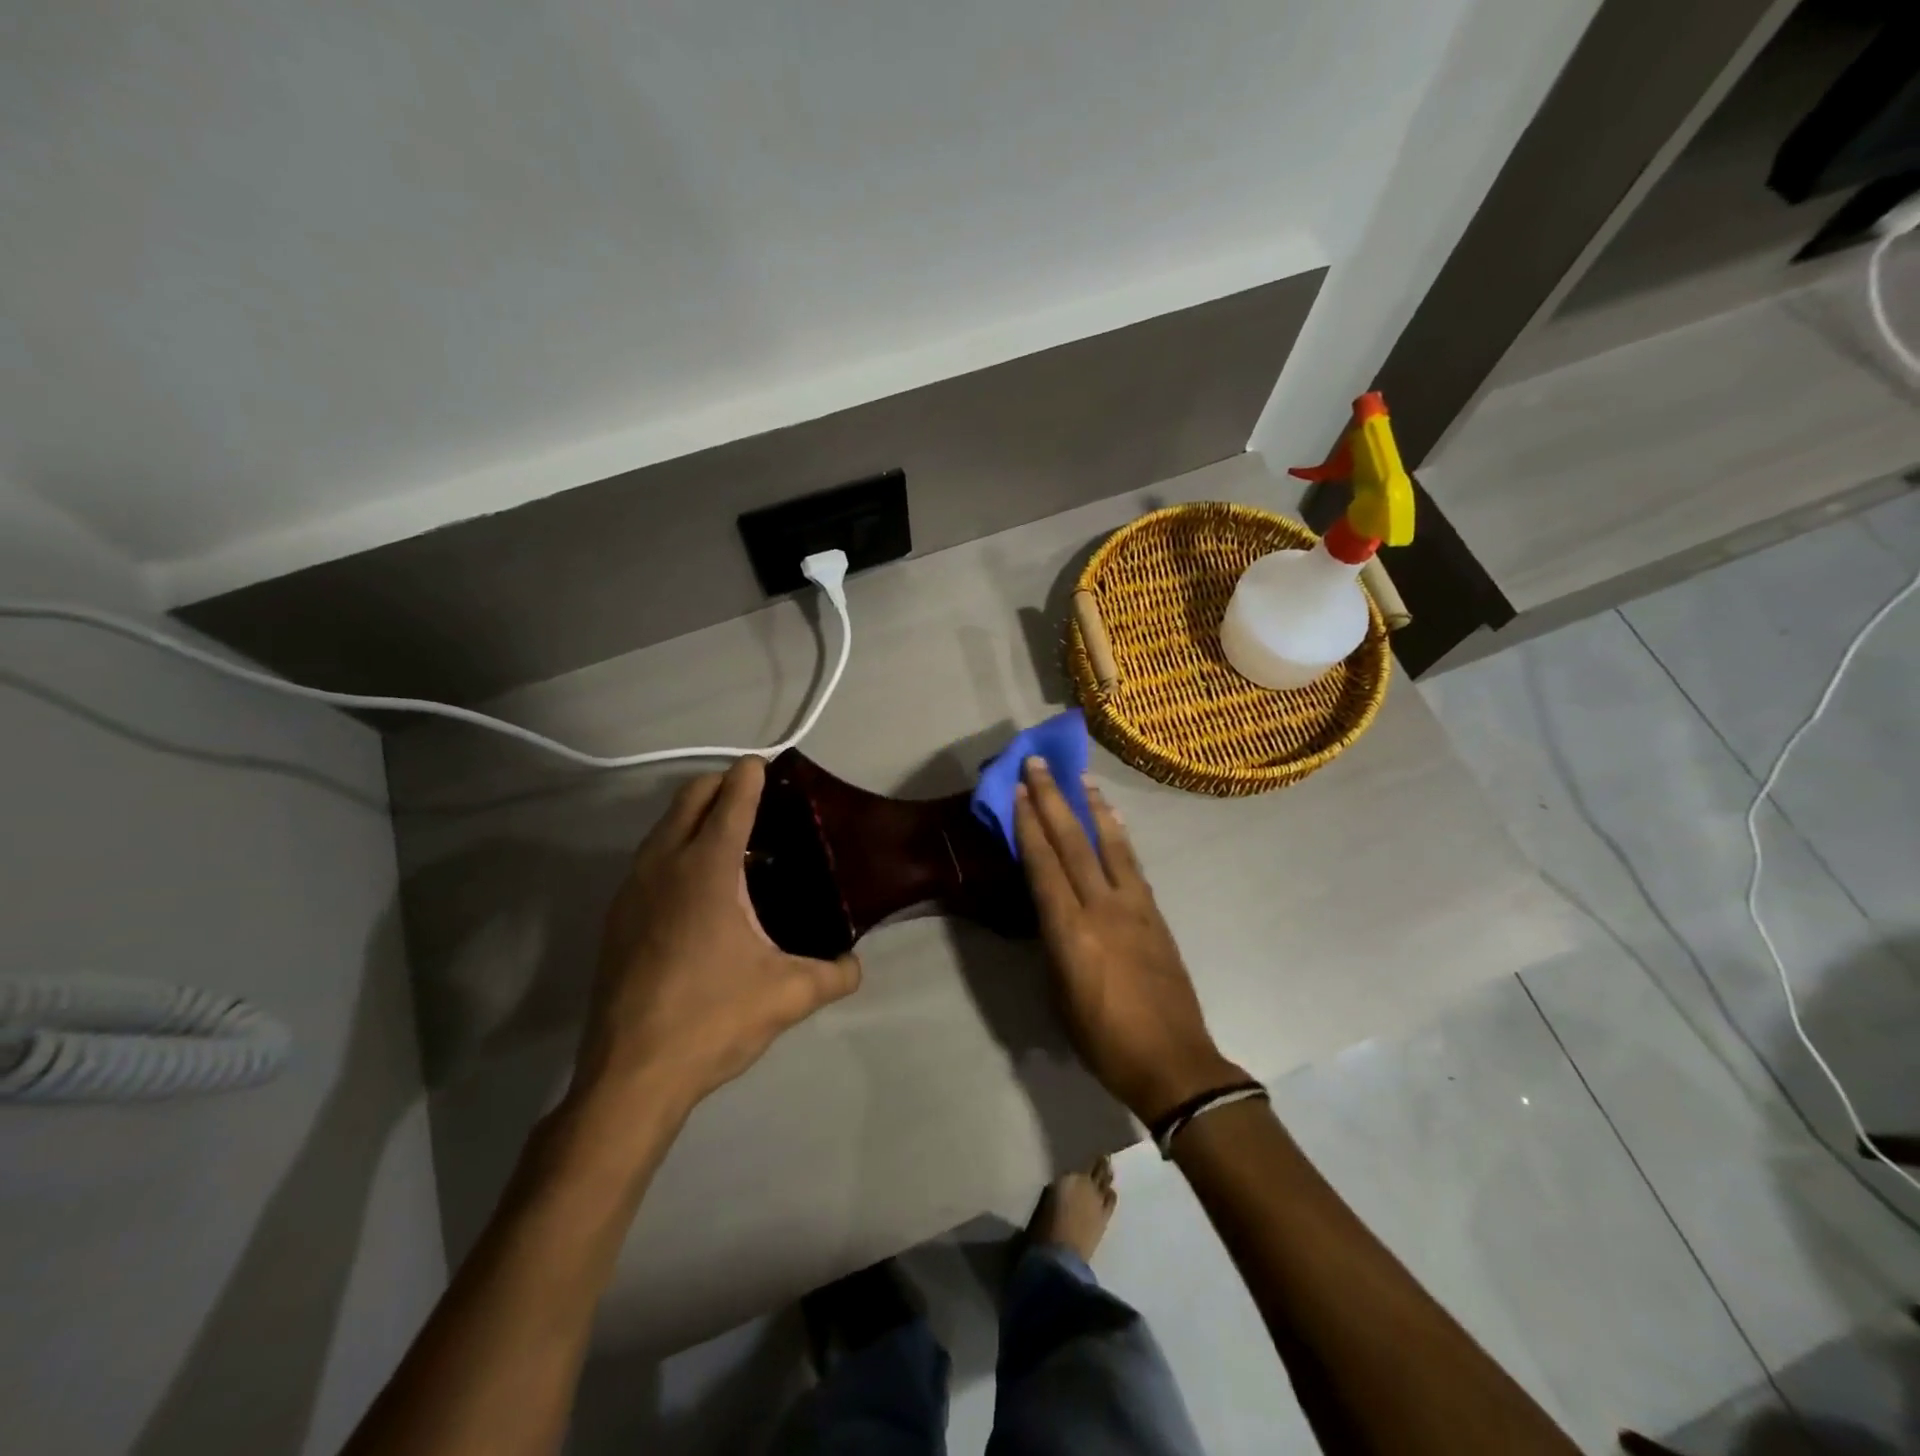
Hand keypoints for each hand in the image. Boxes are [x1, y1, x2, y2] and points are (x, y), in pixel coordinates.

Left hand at [573, 757, 861, 1129]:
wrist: (630, 1075)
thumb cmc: (712, 1018)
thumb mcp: (788, 995)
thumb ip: (834, 974)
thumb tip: (855, 965)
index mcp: (708, 869)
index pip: (731, 800)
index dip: (750, 775)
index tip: (766, 763)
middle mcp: (664, 865)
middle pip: (689, 798)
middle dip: (721, 785)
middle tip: (755, 797)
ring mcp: (632, 890)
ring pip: (663, 828)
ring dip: (695, 817)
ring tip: (733, 841)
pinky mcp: (617, 918)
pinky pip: (650, 860)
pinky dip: (675, 850)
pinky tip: (700, 890)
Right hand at [1013, 758, 1243, 1123]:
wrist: (1173, 1061)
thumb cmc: (1103, 1040)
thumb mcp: (1060, 994)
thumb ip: (1054, 943)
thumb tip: (1050, 910)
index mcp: (1070, 931)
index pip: (1044, 865)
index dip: (1029, 825)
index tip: (1019, 791)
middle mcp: (1101, 908)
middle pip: (1073, 843)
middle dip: (1054, 800)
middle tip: (1040, 764)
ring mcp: (1134, 907)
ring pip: (1109, 844)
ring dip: (1092, 808)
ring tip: (1081, 778)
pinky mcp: (1155, 914)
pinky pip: (1132, 864)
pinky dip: (1119, 836)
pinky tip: (1113, 821)